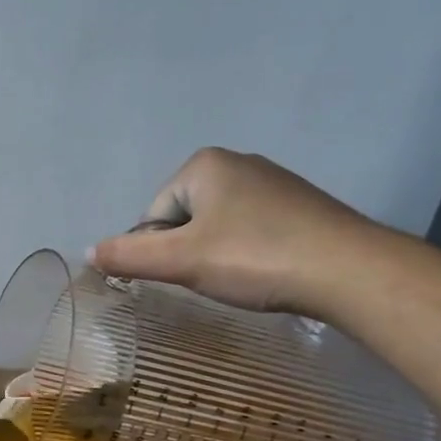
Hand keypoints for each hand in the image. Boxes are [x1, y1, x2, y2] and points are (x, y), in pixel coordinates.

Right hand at [85, 147, 380, 314]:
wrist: (352, 272)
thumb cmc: (255, 258)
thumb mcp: (179, 260)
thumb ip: (128, 256)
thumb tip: (88, 252)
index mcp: (203, 164)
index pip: (154, 213)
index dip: (161, 250)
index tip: (188, 273)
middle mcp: (239, 162)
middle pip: (185, 218)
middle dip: (190, 250)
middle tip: (214, 278)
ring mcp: (276, 182)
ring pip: (220, 226)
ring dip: (220, 254)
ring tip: (243, 278)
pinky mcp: (304, 206)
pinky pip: (254, 230)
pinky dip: (251, 253)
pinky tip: (269, 272)